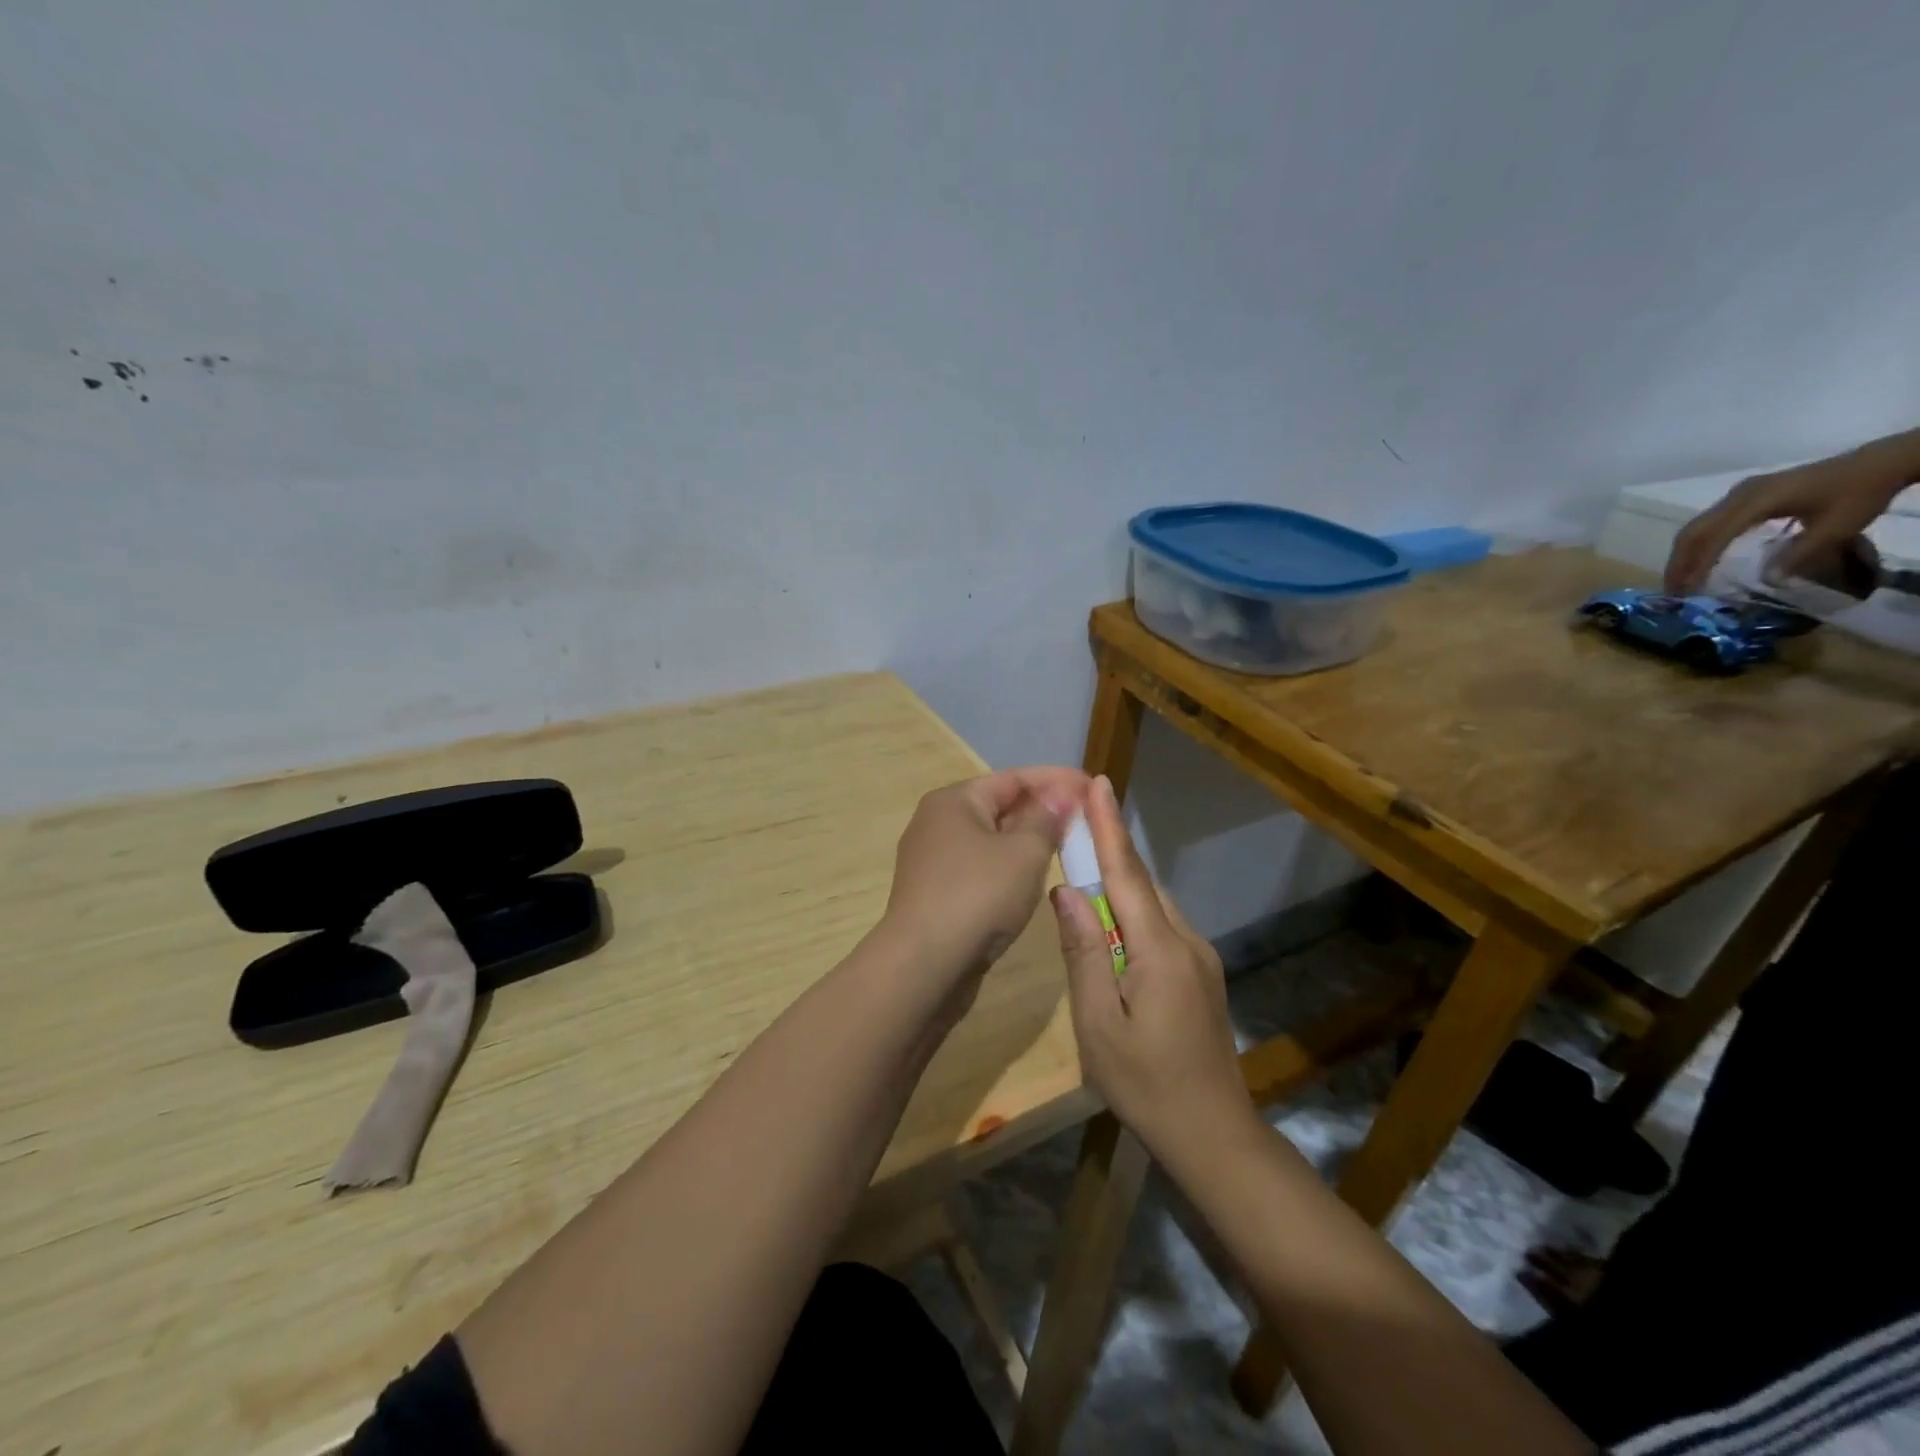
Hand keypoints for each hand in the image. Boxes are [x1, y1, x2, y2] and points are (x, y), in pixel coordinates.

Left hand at [880, 767, 1088, 990]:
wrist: (923, 965)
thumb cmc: (978, 896)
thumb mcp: (1024, 853)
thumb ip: (1046, 820)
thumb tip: (1058, 797)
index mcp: (954, 800)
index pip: (1014, 778)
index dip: (1057, 780)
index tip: (1092, 786)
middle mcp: (937, 822)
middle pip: (1000, 806)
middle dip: (1043, 810)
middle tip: (1085, 819)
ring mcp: (932, 860)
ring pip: (991, 840)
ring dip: (1027, 840)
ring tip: (1066, 846)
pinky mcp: (936, 893)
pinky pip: (981, 868)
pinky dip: (1009, 867)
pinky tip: (1033, 879)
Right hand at [1050, 775, 1254, 1157]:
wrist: (1214, 1136)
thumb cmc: (1145, 1084)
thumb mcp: (1097, 1023)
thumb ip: (1082, 952)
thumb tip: (1067, 891)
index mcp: (1160, 949)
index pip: (1127, 873)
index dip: (1109, 827)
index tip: (1098, 784)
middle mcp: (1187, 942)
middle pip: (1142, 883)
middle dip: (1111, 846)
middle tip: (1077, 818)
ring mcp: (1200, 959)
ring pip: (1154, 905)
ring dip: (1121, 879)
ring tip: (1087, 861)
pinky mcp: (1201, 977)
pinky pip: (1162, 927)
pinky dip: (1134, 909)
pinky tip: (1113, 920)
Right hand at [1665, 447, 1911, 593]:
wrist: (1879, 463)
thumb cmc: (1859, 493)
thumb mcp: (1839, 527)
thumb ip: (1801, 554)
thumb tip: (1768, 581)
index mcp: (1758, 501)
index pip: (1715, 536)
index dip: (1699, 564)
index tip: (1689, 590)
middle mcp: (1739, 495)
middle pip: (1694, 531)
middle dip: (1679, 562)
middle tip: (1672, 590)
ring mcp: (1740, 493)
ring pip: (1697, 527)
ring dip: (1685, 554)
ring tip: (1681, 579)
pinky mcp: (1745, 496)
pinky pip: (1709, 522)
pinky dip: (1698, 544)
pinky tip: (1701, 559)